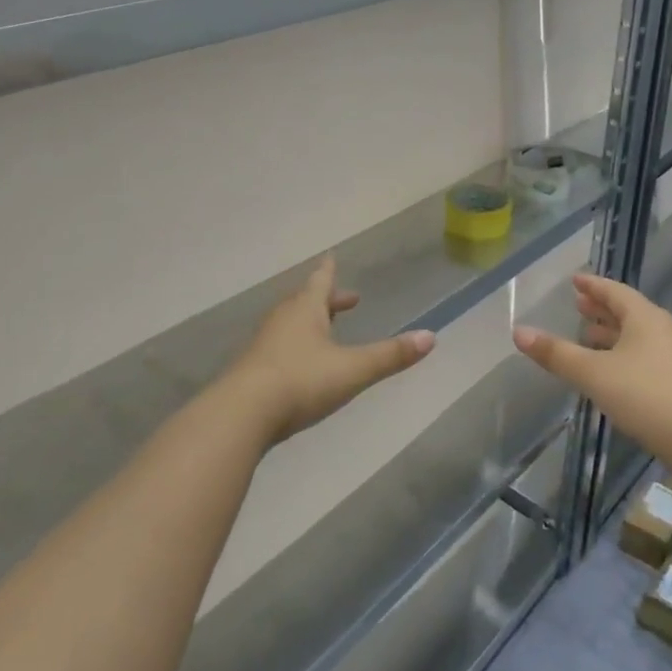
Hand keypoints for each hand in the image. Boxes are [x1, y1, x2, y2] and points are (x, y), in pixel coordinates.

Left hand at [227, 257, 434, 444]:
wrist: (240, 414)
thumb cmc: (300, 381)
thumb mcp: (352, 369)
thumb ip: (390, 355)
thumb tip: (431, 336)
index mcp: (305, 310)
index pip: (321, 281)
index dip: (329, 270)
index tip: (331, 256)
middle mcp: (282, 320)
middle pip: (305, 301)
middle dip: (327, 300)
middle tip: (347, 301)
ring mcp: (263, 345)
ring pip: (290, 324)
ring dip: (310, 322)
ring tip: (326, 330)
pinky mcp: (252, 370)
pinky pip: (278, 347)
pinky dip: (295, 346)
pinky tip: (301, 365)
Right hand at [512, 273, 671, 454]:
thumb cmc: (645, 396)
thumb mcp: (593, 373)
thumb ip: (556, 353)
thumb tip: (518, 331)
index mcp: (644, 318)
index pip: (614, 291)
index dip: (593, 285)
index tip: (575, 280)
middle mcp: (661, 330)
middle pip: (627, 311)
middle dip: (601, 308)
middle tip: (578, 304)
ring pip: (635, 335)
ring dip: (611, 332)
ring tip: (587, 335)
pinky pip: (642, 354)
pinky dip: (621, 352)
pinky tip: (608, 369)